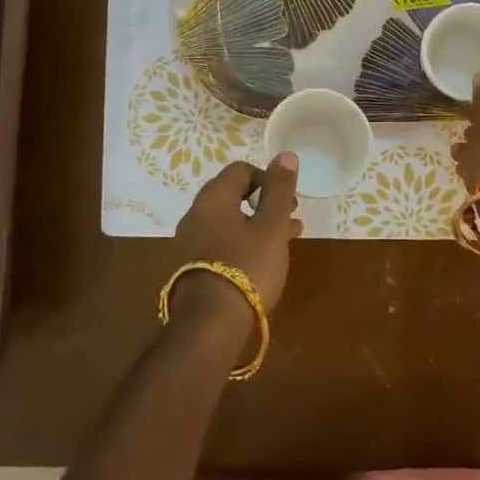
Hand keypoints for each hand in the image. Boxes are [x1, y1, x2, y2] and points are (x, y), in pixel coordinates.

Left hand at [172, 154, 303, 315]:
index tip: (287, 202)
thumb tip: (285, 154)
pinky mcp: (190, 267)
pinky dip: (242, 244)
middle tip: (290, 221)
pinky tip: (261, 263)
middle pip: (233, 195)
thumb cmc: (247, 266)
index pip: (241, 170)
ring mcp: (189, 242)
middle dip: (264, 204)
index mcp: (213, 198)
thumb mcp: (272, 226)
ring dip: (256, 225)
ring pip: (228, 222)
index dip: (268, 179)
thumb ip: (279, 189)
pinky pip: (220, 243)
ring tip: (284, 243)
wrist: (209, 324)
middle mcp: (195, 214)